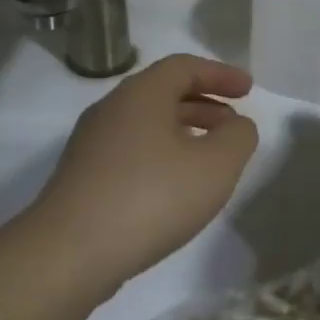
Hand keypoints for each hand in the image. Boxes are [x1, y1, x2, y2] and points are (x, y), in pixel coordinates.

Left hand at [28, 54, 258, 290]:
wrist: (70, 252)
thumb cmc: (151, 197)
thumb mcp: (215, 166)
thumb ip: (238, 137)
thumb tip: (236, 125)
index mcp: (141, 94)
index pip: (184, 67)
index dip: (220, 74)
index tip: (249, 90)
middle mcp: (111, 109)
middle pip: (163, 93)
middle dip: (204, 104)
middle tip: (234, 125)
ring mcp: (92, 144)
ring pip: (146, 124)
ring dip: (184, 131)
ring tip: (210, 158)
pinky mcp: (83, 176)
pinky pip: (132, 150)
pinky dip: (162, 154)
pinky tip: (175, 187)